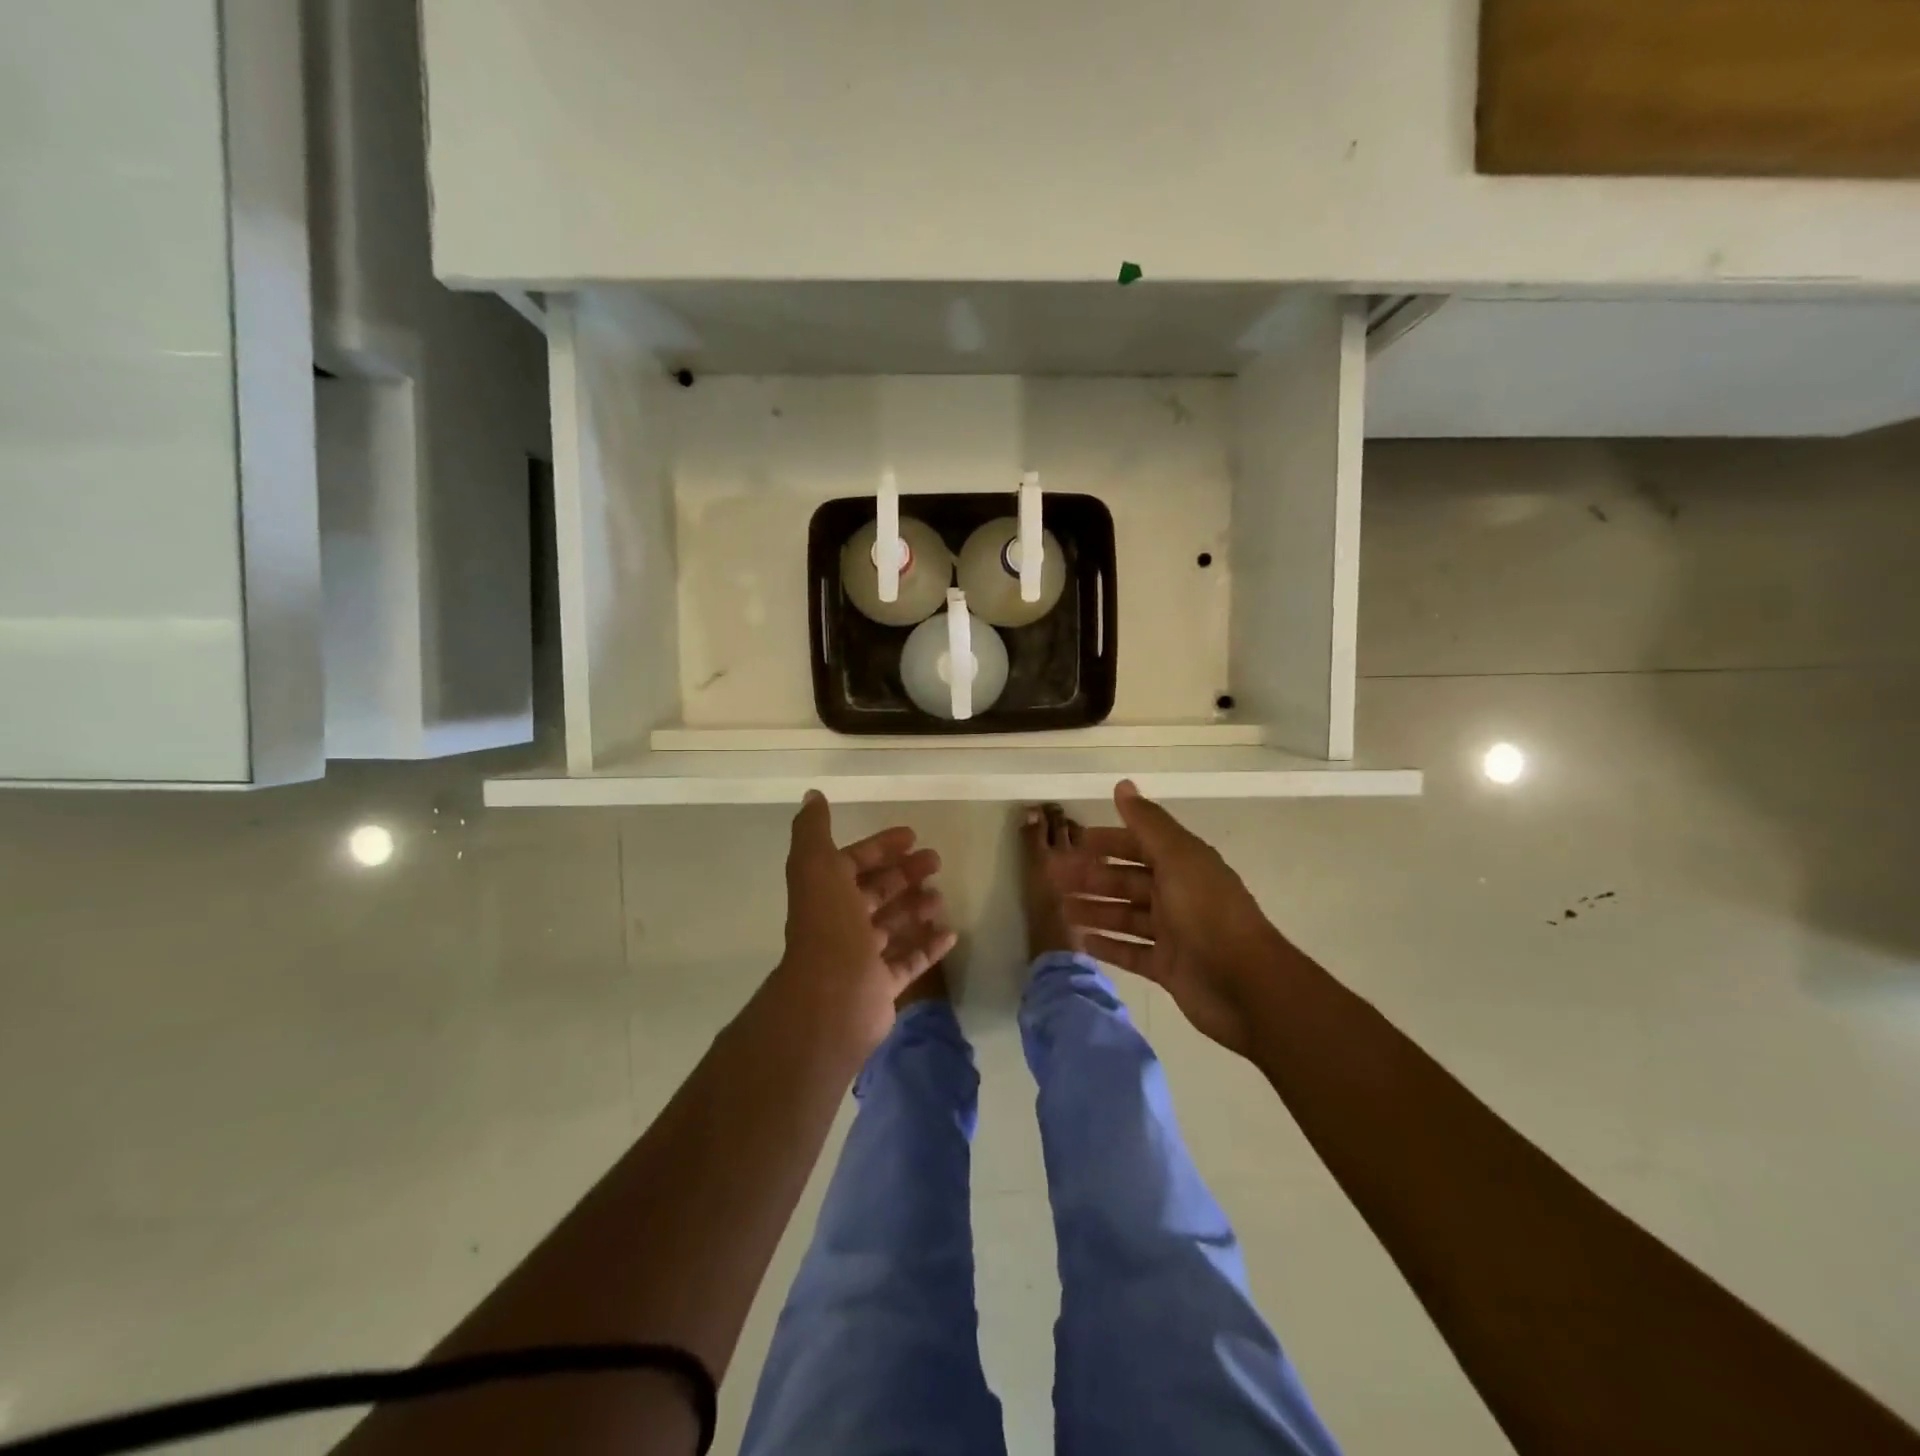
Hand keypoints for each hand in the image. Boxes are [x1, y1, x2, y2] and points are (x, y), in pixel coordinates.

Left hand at [769, 791, 956, 1054]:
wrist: (831, 998)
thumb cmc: (829, 926)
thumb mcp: (817, 866)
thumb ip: (813, 830)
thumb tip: (812, 795)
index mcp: (826, 893)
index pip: (854, 862)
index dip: (880, 846)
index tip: (913, 836)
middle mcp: (841, 923)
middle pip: (878, 892)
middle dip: (905, 874)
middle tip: (937, 861)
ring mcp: (861, 957)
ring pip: (893, 926)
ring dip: (917, 908)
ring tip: (941, 897)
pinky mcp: (881, 986)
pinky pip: (909, 962)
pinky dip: (928, 947)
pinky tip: (951, 934)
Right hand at [1058, 780, 1286, 1055]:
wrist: (1245, 985)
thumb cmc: (1207, 913)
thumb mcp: (1177, 858)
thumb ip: (1148, 823)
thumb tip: (1123, 784)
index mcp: (1183, 864)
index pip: (1139, 844)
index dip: (1108, 841)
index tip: (1074, 842)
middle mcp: (1178, 894)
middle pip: (1127, 881)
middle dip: (1092, 877)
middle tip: (1053, 880)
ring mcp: (1173, 933)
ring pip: (1125, 915)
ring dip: (1094, 910)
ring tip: (1060, 910)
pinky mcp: (1168, 967)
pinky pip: (1131, 951)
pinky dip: (1108, 945)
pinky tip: (1081, 941)